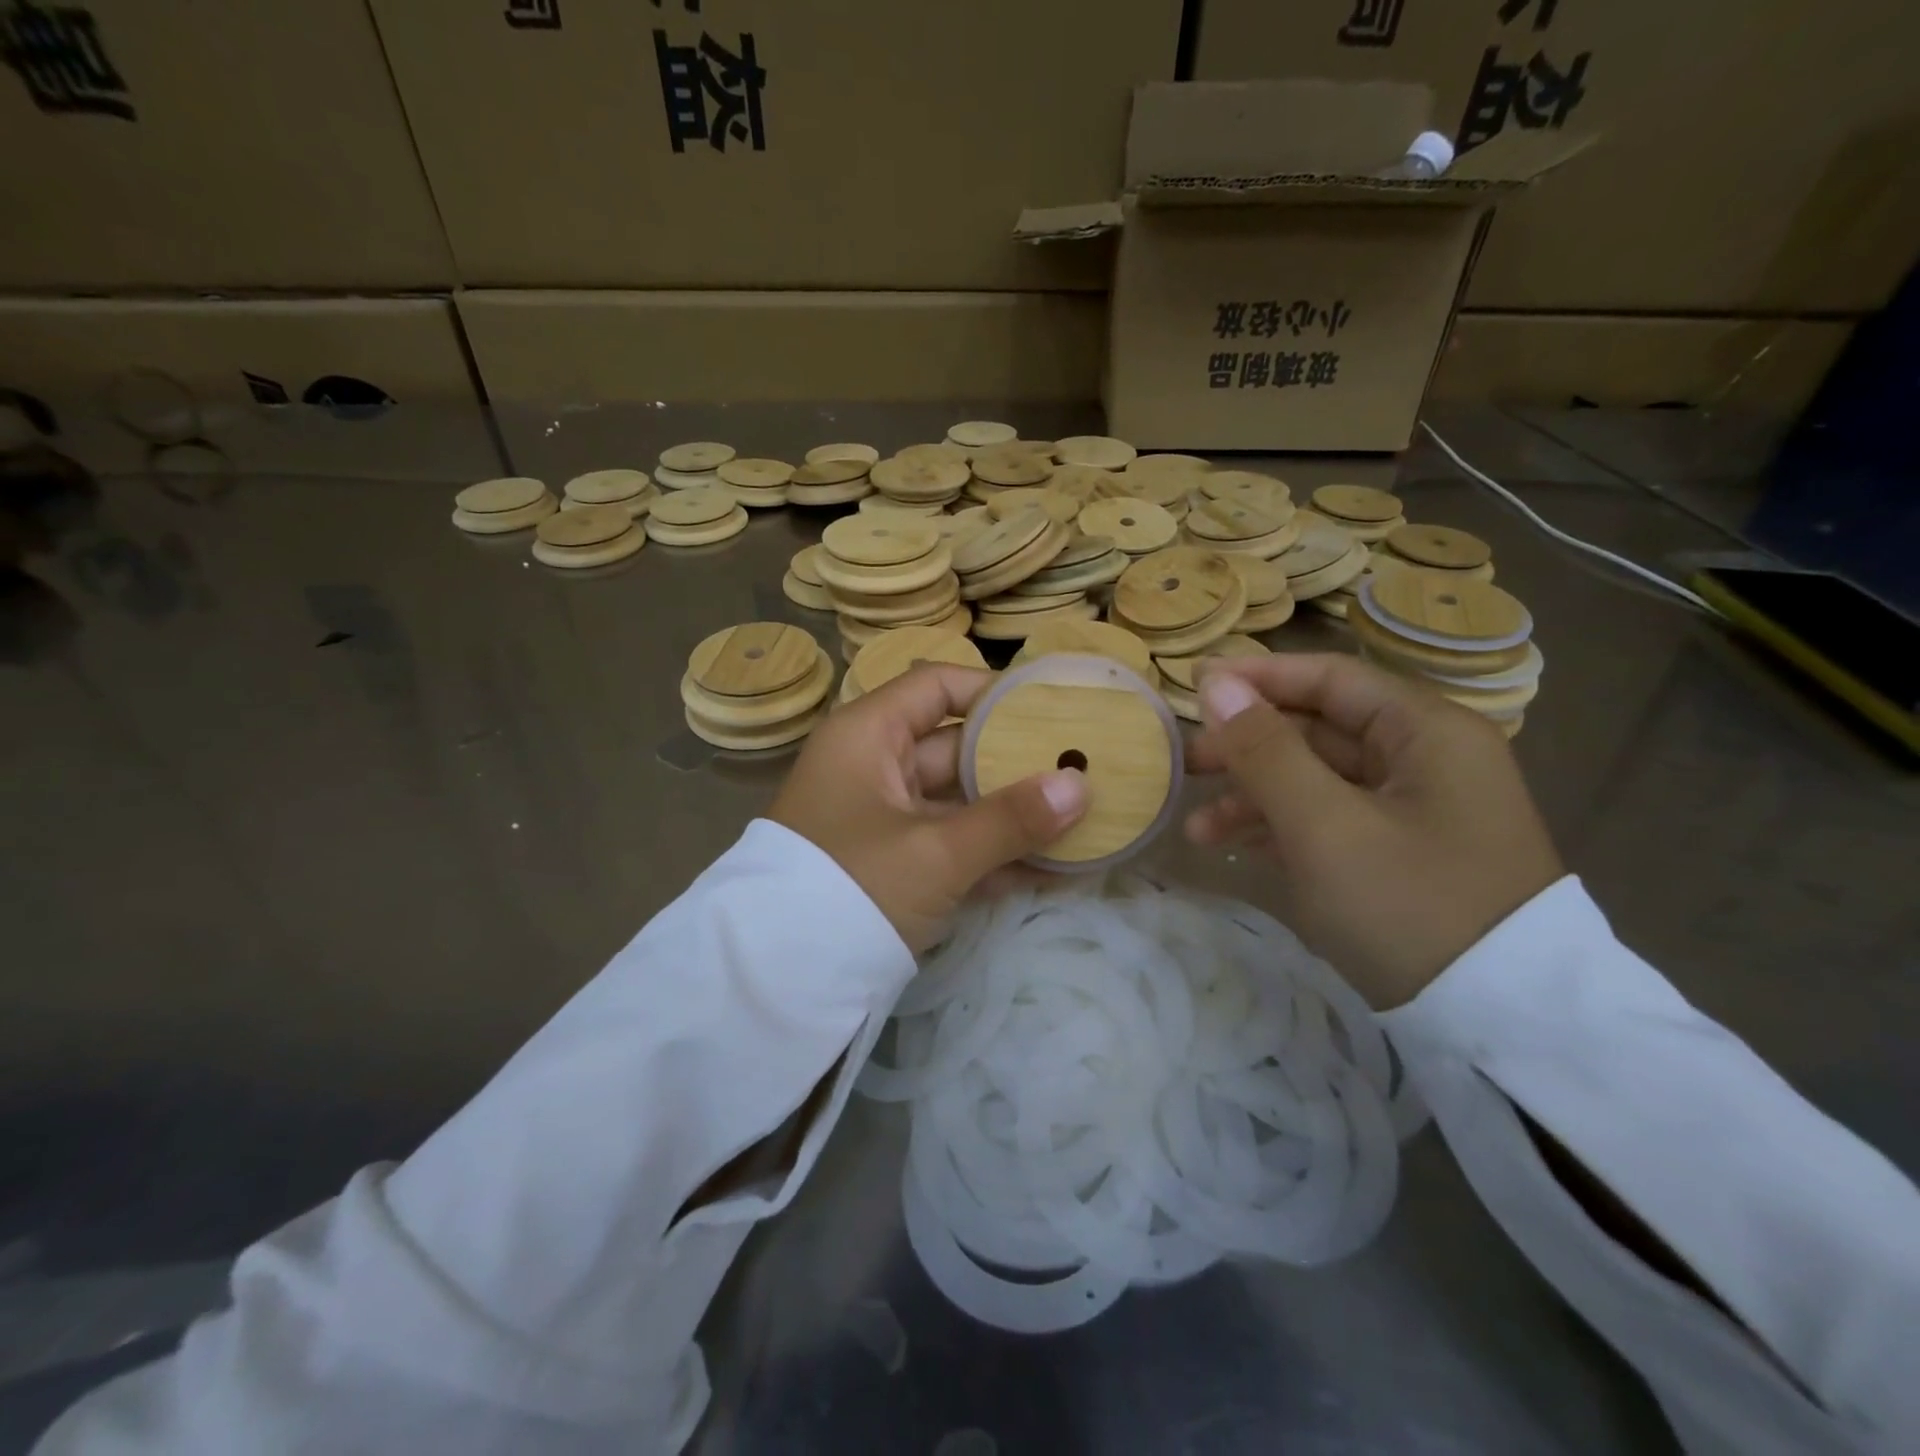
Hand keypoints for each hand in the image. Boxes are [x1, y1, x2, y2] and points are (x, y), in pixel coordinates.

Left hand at [770, 664, 1087, 953]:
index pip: (936, 686)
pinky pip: (950, 845)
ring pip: (959, 802)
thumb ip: (1010, 819)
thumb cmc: (853, 886)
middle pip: (956, 747)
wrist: (779, 980)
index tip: (1051, 710)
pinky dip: (992, 855)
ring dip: (1013, 816)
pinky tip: (1051, 869)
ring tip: (1081, 819)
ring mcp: (883, 818)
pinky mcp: (892, 864)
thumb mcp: (935, 853)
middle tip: (1082, 769)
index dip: (992, 692)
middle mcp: (875, 767)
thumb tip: (1080, 787)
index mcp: (869, 736)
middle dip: (1018, 763)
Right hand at [1186, 653, 1562, 1008]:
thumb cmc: (1409, 906)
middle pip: (1318, 729)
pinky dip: (1281, 827)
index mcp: (1426, 731)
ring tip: (1196, 830)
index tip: (1192, 688)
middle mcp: (1426, 758)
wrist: (1500, 1026)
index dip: (1257, 679)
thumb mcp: (1325, 826)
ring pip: (1317, 779)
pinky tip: (1234, 847)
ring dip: (1255, 796)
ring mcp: (1415, 808)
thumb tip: (1215, 685)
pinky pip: (1330, 818)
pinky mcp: (1403, 851)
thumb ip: (1265, 751)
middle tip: (1184, 766)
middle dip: (1246, 747)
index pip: (1330, 678)